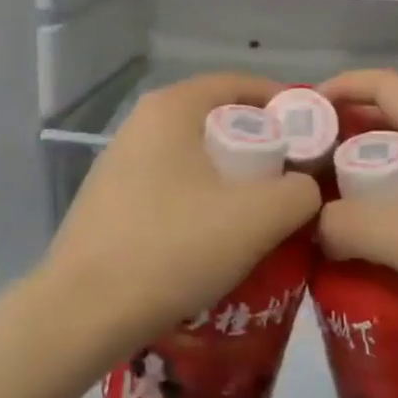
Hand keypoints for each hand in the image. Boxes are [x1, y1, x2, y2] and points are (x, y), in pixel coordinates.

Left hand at [43, 73, 322, 341]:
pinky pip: (172, 185)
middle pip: (217, 120)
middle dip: (262, 145)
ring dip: (232, 177)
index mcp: (171, 108)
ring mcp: (119, 162)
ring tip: (262, 213)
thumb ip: (300, 191)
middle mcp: (140, 123)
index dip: (283, 104)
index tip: (314, 135)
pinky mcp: (110, 201)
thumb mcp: (258, 217)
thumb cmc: (174, 247)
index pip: (239, 84)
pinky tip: (216, 238)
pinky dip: (202, 199)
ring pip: (194, 157)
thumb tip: (305, 187)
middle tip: (294, 179)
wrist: (83, 313)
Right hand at [316, 70, 397, 348]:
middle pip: (390, 118)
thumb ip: (353, 225)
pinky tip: (369, 234)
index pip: (386, 85)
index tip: (304, 114)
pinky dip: (384, 196)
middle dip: (343, 133)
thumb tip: (314, 220)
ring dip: (362, 168)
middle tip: (305, 166)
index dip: (342, 87)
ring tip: (326, 200)